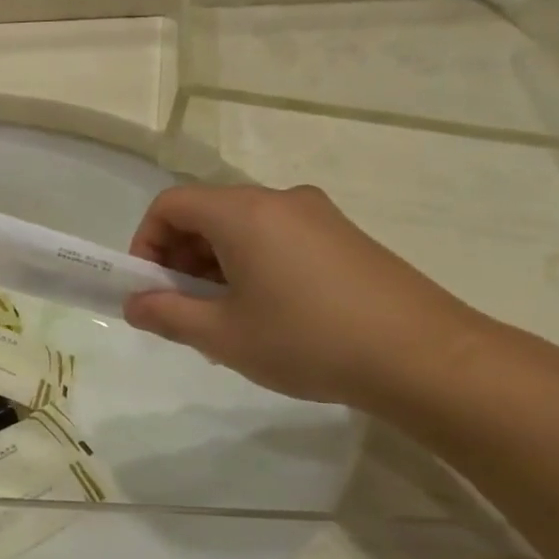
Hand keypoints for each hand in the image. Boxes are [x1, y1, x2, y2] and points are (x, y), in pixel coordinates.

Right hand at [124, 184, 489, 407]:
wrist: (424, 357)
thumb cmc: (307, 340)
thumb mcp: (223, 335)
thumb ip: (167, 314)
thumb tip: (134, 304)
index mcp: (244, 213)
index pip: (171, 205)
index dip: (146, 243)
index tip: (150, 289)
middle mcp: (280, 201)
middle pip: (206, 214)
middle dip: (180, 259)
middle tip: (183, 311)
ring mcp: (317, 217)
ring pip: (242, 229)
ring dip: (214, 267)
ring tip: (224, 322)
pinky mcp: (343, 238)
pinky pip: (277, 240)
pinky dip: (251, 267)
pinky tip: (266, 316)